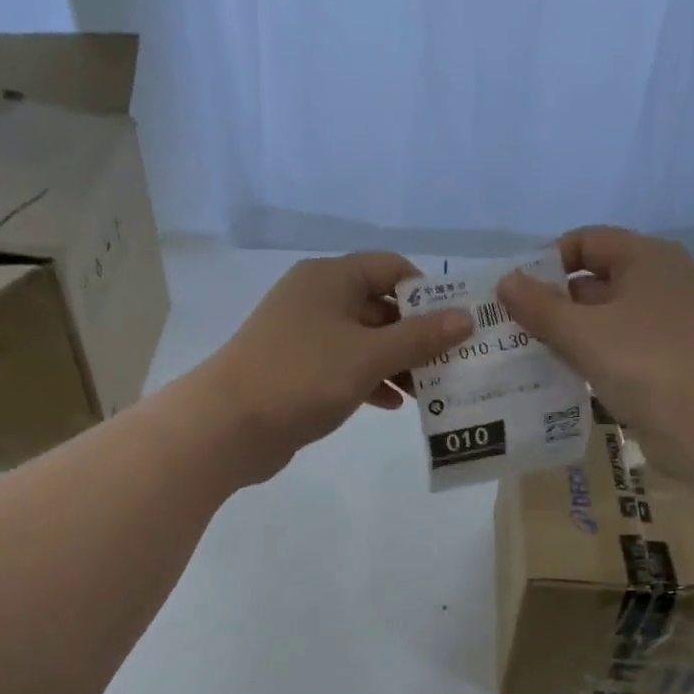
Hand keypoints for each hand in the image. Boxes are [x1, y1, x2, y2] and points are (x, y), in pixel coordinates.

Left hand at [191, 253, 473, 483]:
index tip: (455, 324)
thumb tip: (466, 318)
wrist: (227, 425)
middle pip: (380, 305)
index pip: (391, 268)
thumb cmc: (303, 377)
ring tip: (428, 390)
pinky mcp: (296, 369)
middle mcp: (316, 298)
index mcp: (331, 278)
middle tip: (451, 364)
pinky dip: (370, 380)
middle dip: (416, 335)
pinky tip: (391, 404)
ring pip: (363, 340)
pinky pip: (344, 366)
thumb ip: (420, 337)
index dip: (428, 292)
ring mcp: (303, 335)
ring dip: (396, 362)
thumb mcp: (369, 355)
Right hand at [497, 226, 693, 476]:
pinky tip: (559, 377)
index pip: (587, 241)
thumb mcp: (583, 332)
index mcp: (647, 259)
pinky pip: (617, 349)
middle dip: (552, 302)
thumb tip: (505, 281)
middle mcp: (660, 283)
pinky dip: (589, 357)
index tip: (515, 294)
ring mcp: (666, 324)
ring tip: (526, 355)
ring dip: (567, 334)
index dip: (547, 262)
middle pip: (594, 280)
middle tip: (511, 329)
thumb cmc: (647, 365)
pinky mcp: (665, 361)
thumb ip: (539, 306)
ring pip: (603, 319)